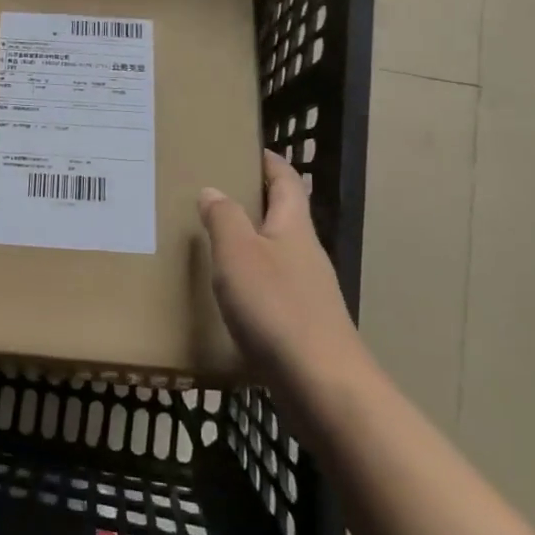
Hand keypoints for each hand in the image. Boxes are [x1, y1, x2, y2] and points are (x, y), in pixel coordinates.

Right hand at [199, 151, 359, 377]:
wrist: (322, 386)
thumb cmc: (277, 308)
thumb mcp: (239, 254)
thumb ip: (224, 218)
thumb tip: (213, 190)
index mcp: (293, 228)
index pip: (286, 181)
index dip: (270, 162)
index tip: (247, 148)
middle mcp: (305, 254)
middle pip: (283, 216)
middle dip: (254, 201)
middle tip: (213, 193)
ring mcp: (308, 291)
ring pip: (276, 254)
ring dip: (250, 242)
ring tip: (211, 240)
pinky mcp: (302, 325)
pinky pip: (272, 288)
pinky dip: (250, 280)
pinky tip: (227, 294)